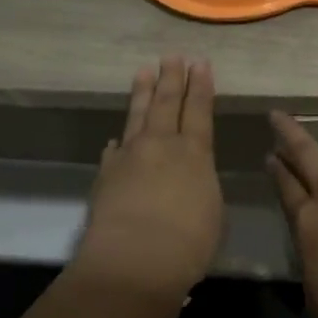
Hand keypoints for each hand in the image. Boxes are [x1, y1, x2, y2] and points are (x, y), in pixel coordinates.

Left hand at [76, 57, 224, 299]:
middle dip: (172, 78)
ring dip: (143, 93)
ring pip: (138, 116)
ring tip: (144, 71)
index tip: (200, 63)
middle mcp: (162, 146)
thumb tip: (189, 175)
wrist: (134, 261)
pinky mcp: (106, 176)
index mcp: (195, 153)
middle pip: (167, 103)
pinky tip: (116, 139)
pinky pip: (114, 151)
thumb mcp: (212, 211)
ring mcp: (130, 157)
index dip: (201, 86)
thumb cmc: (188, 243)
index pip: (199, 110)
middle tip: (172, 56)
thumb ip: (201, 185)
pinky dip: (119, 142)